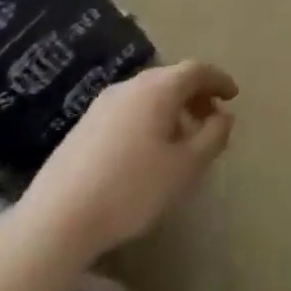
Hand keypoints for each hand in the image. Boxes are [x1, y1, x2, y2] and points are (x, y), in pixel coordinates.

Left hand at [11, 60, 237, 265]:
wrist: (57, 220)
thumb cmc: (133, 189)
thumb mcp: (187, 166)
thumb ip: (213, 135)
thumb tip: (223, 115)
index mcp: (157, 89)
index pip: (196, 70)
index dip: (219, 79)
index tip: (233, 95)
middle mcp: (129, 87)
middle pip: (171, 78)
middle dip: (196, 95)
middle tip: (211, 120)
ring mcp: (101, 105)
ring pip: (148, 95)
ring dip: (173, 108)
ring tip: (183, 139)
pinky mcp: (83, 126)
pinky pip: (129, 110)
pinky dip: (150, 119)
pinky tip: (149, 151)